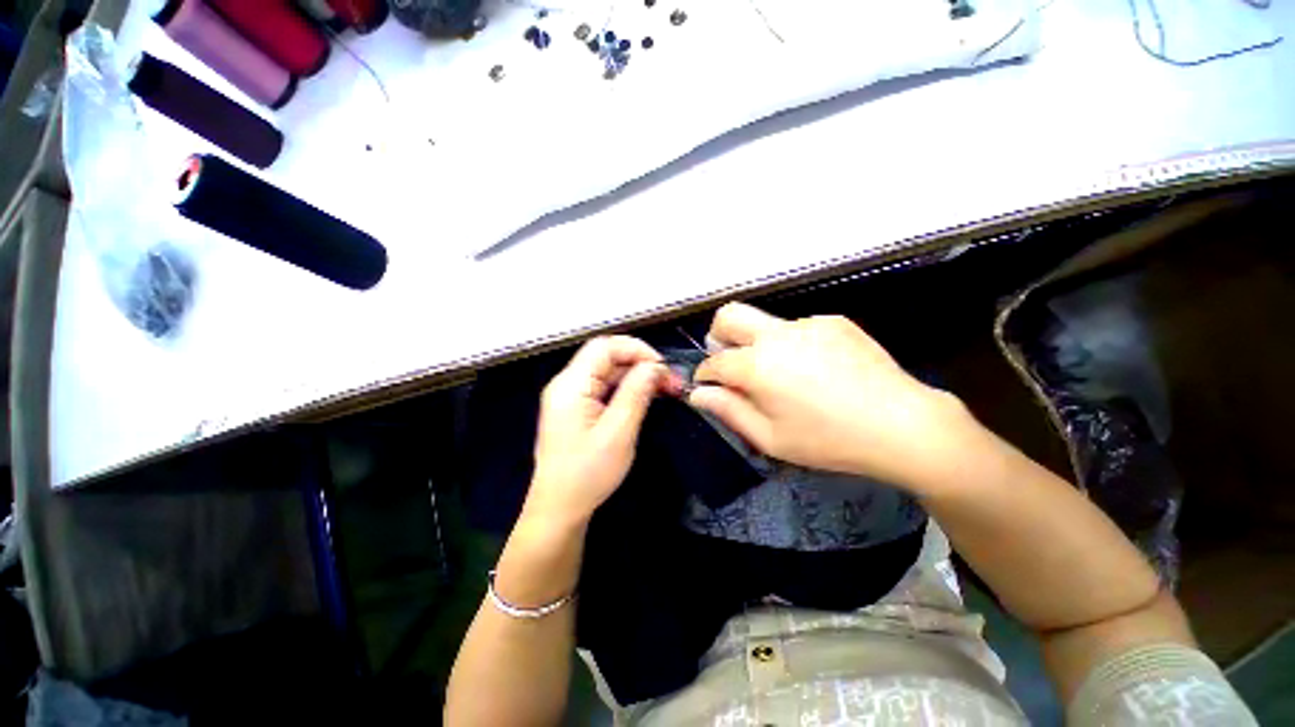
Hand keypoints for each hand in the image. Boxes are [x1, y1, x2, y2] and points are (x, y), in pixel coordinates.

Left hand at [525, 336, 675, 526]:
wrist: (559, 509)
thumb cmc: (587, 474)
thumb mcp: (618, 432)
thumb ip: (636, 393)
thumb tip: (655, 366)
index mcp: (571, 385)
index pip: (604, 347)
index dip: (636, 349)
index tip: (663, 367)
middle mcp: (567, 384)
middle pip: (606, 357)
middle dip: (641, 364)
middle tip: (672, 382)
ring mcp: (571, 396)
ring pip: (608, 372)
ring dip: (637, 377)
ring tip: (666, 389)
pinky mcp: (577, 409)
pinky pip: (604, 388)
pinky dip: (627, 389)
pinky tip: (647, 397)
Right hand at [690, 303, 975, 488]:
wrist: (902, 424)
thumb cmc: (828, 440)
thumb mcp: (770, 437)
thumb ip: (728, 411)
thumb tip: (698, 394)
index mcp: (758, 365)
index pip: (714, 361)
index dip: (705, 374)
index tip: (707, 385)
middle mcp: (777, 335)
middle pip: (729, 315)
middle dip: (718, 336)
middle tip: (729, 362)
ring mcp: (808, 323)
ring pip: (764, 323)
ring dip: (758, 344)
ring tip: (782, 375)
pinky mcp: (833, 321)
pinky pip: (797, 327)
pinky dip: (790, 344)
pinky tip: (813, 369)